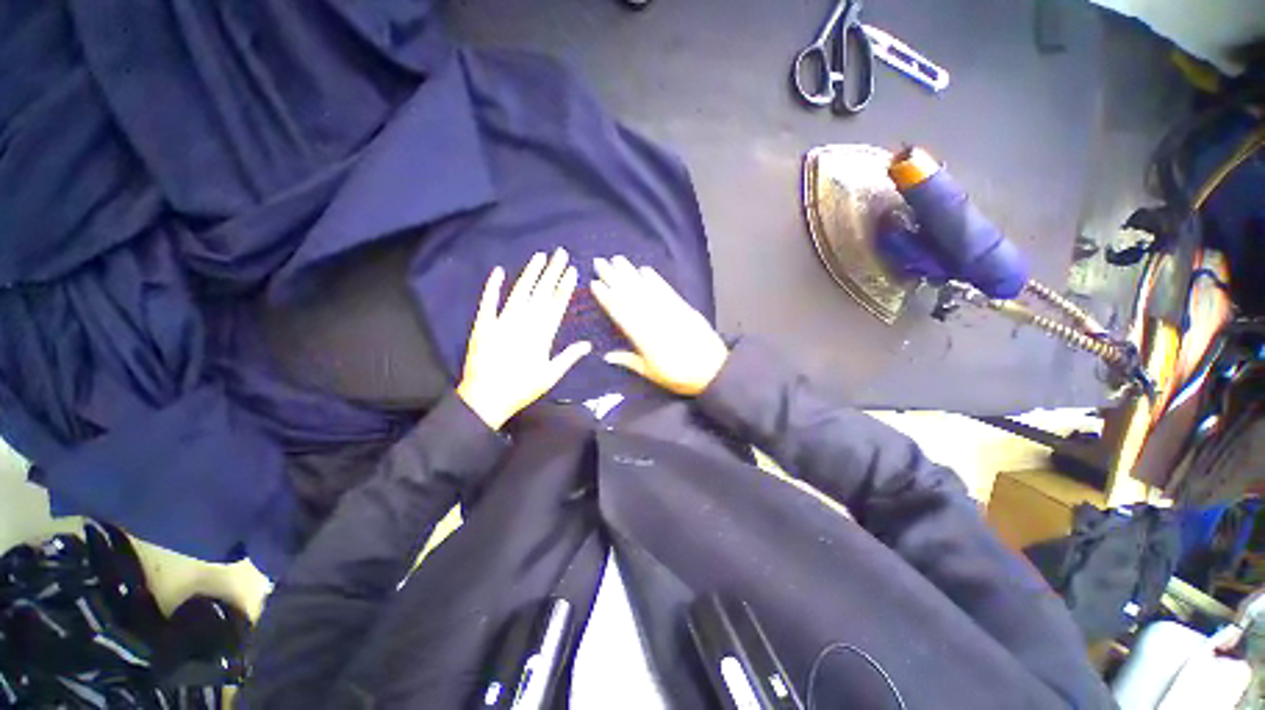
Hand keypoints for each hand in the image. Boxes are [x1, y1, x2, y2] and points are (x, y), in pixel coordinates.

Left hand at [457, 250, 591, 429]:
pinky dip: (493, 287)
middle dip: (552, 272)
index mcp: (542, 335)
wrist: (486, 398)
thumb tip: (587, 344)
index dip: (565, 286)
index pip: (557, 305)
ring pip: (520, 292)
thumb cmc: (521, 388)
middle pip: (541, 293)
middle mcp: (524, 323)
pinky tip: (499, 271)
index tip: (572, 270)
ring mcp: (502, 322)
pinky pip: (488, 302)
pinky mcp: (484, 325)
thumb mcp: (550, 376)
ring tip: (540, 257)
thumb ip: (569, 357)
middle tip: (560, 253)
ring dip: (530, 274)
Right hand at [591, 257, 728, 395]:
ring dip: (630, 273)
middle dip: (613, 277)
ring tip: (617, 260)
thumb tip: (606, 356)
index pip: (620, 312)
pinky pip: (666, 290)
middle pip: (630, 295)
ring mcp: (669, 310)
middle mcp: (654, 319)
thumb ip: (628, 361)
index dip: (607, 297)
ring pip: (646, 288)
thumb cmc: (679, 376)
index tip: (594, 283)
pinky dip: (655, 279)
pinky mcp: (683, 307)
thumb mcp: (651, 373)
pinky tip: (644, 269)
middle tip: (599, 261)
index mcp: (643, 337)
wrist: (713, 370)